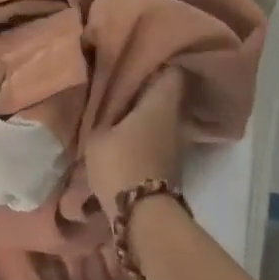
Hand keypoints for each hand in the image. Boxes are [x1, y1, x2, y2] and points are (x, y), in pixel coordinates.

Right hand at [84, 69, 186, 210]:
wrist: (143, 216)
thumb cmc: (120, 164)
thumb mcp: (97, 136)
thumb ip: (104, 114)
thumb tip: (107, 105)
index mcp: (161, 102)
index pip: (172, 72)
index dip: (157, 65)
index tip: (138, 63)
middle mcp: (177, 118)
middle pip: (169, 94)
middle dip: (151, 90)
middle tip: (127, 86)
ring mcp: (180, 142)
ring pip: (166, 117)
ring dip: (150, 114)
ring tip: (125, 111)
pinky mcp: (176, 163)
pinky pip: (163, 136)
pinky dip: (151, 133)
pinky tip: (131, 135)